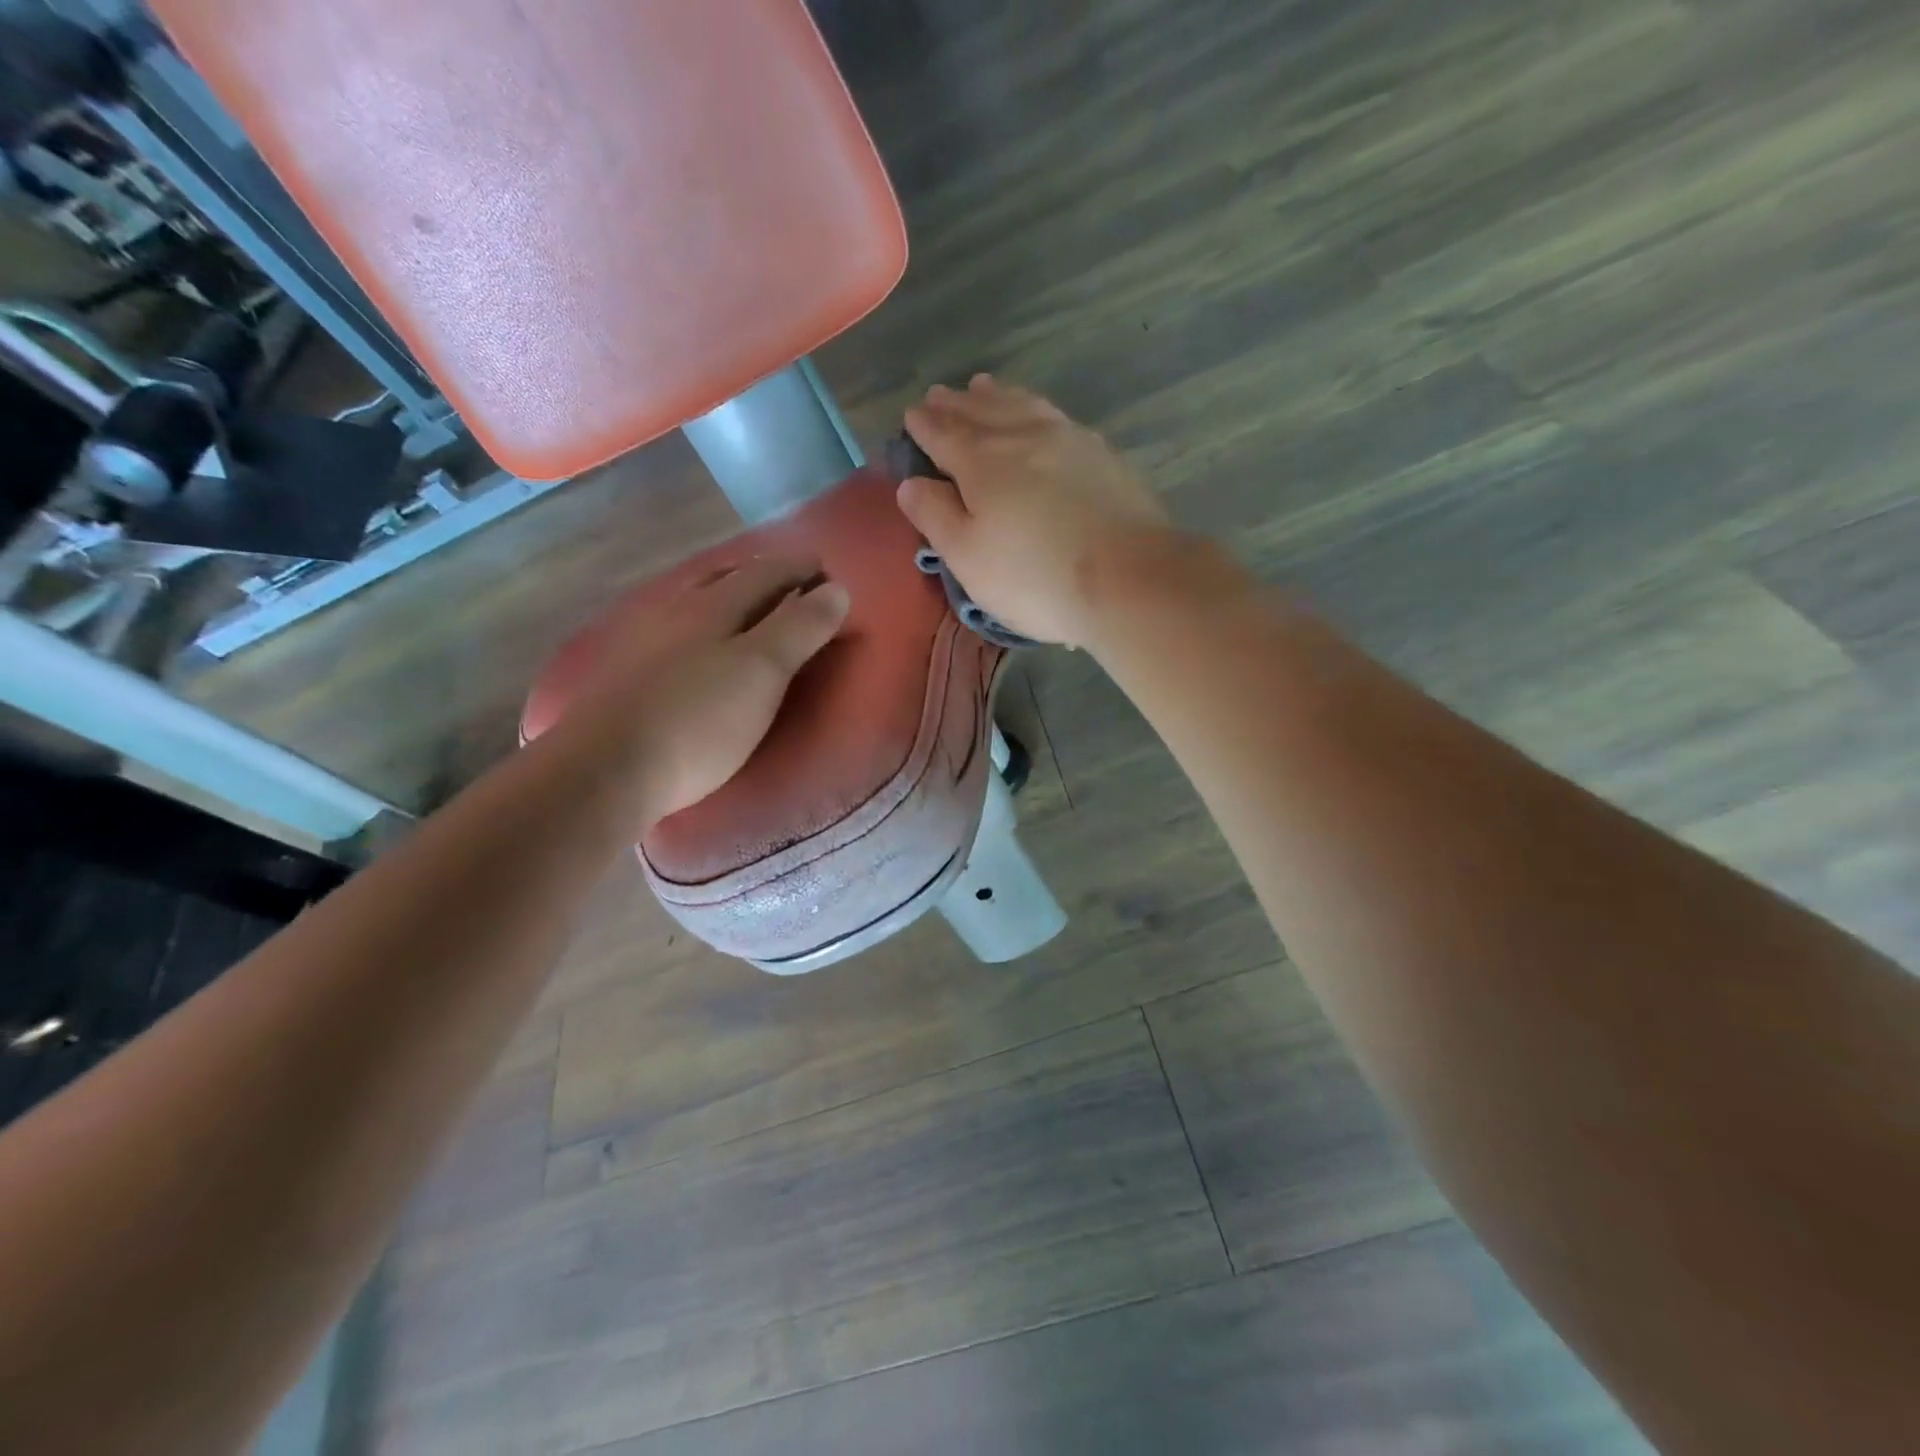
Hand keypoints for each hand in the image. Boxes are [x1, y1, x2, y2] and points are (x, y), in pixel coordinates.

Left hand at [562, 558, 848, 820]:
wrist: (606, 770)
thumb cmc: (699, 722)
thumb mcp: (763, 672)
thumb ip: (800, 628)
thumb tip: (836, 589)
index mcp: (713, 606)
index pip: (766, 572)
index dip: (799, 569)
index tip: (825, 572)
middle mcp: (674, 610)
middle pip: (724, 578)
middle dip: (762, 575)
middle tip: (790, 583)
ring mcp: (642, 639)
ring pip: (692, 601)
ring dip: (724, 595)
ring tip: (746, 607)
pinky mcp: (623, 672)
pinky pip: (670, 629)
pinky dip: (696, 624)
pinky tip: (692, 643)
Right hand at [898, 375, 1169, 644]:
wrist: (1127, 578)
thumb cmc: (1034, 577)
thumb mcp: (968, 558)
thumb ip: (935, 516)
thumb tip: (910, 482)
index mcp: (982, 462)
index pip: (944, 434)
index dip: (924, 425)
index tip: (912, 414)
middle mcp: (1023, 437)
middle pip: (983, 412)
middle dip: (957, 404)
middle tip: (941, 394)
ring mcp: (1069, 440)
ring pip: (1023, 406)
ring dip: (998, 396)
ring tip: (984, 386)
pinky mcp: (1104, 456)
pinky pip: (1058, 417)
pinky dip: (1036, 408)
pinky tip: (1041, 416)